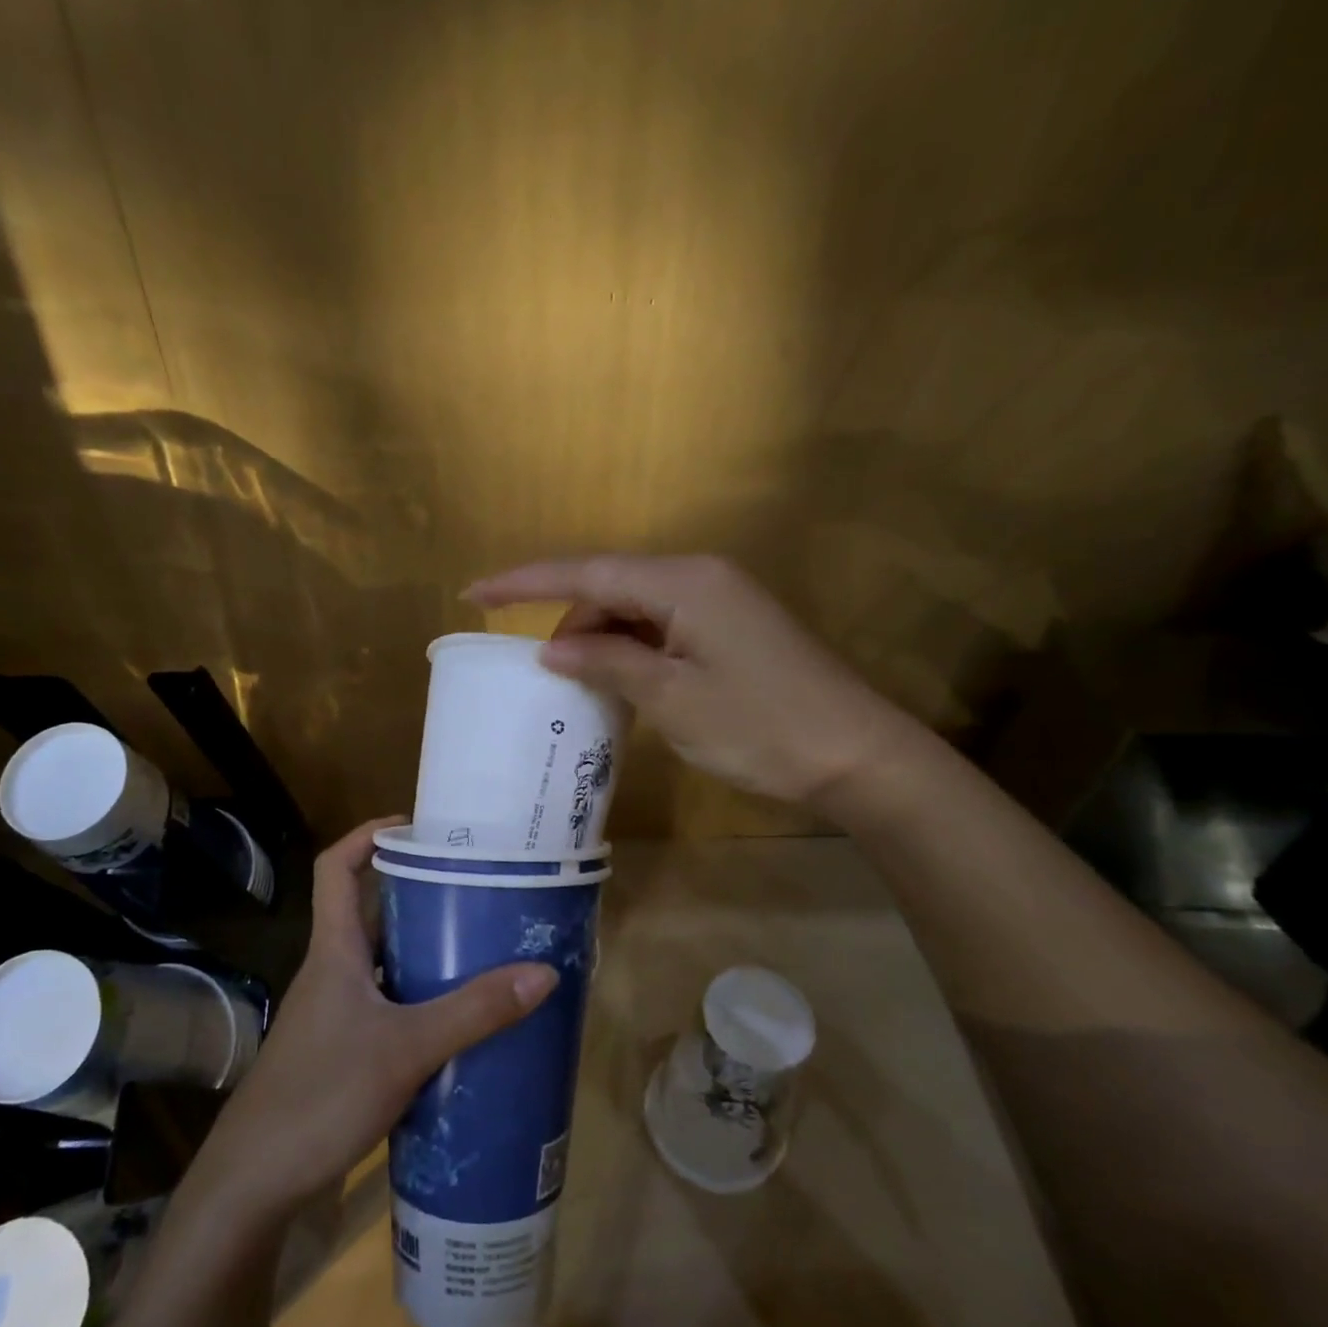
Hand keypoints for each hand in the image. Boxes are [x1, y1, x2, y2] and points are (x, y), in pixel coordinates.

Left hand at [189, 819, 557, 1222]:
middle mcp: (333, 971)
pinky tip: (460, 1019)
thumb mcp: (406, 1049)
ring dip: (425, 950)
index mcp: (335, 950)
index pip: (336, 868)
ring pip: (384, 962)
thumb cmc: (321, 1095)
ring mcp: (336, 1013)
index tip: (416, 827)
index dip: (368, 836)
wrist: (255, 1183)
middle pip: (371, 912)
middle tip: (475, 888)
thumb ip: (474, 1012)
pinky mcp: (344, 1050)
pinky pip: (389, 1004)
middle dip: (418, 894)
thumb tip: (543, 973)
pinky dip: (422, 999)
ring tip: (481, 946)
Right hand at [465, 555, 929, 808]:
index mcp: (683, 582)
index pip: (587, 572)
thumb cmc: (759, 725)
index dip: (525, 583)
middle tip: (540, 673)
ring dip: (601, 640)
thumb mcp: (670, 697)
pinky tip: (619, 683)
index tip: (473, 592)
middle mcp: (700, 578)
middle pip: (612, 588)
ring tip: (576, 685)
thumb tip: (553, 648)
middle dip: (570, 623)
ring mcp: (720, 603)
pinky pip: (663, 629)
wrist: (855, 755)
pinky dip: (633, 652)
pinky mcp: (731, 631)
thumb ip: (607, 661)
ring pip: (637, 610)